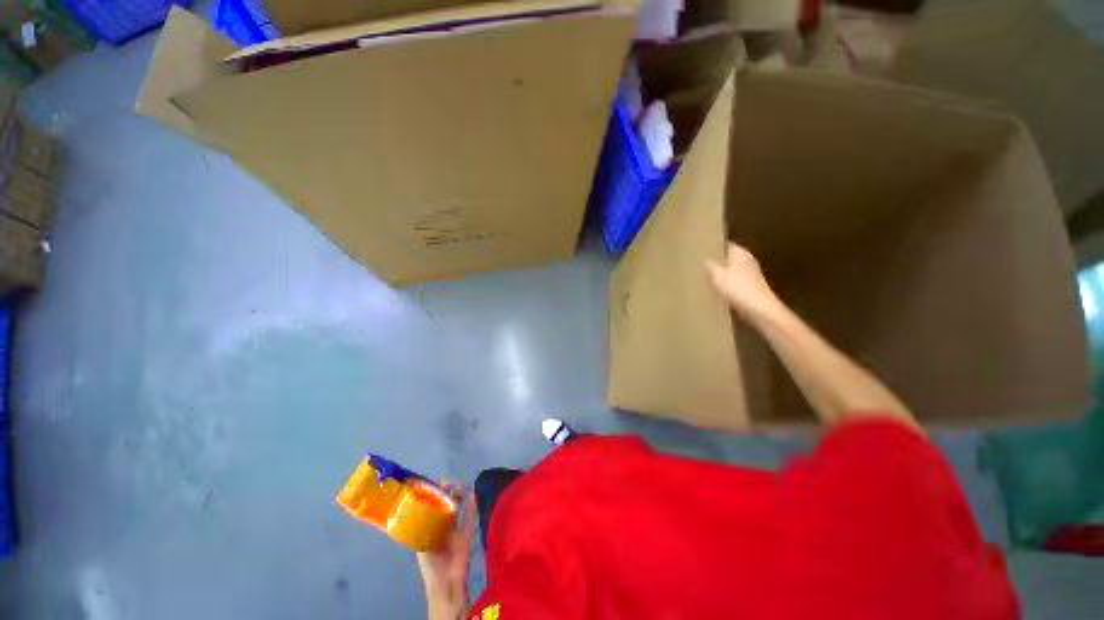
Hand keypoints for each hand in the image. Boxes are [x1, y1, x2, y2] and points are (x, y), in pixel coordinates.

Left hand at [417, 491, 474, 619]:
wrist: (447, 583)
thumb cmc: (431, 566)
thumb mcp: (421, 546)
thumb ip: (422, 529)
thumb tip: (419, 509)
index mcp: (429, 531)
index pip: (431, 510)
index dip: (433, 498)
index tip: (435, 487)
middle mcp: (442, 528)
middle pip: (444, 507)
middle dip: (445, 495)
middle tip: (447, 485)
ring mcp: (456, 530)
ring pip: (457, 509)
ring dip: (458, 498)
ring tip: (459, 487)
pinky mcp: (467, 533)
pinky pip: (470, 516)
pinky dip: (471, 505)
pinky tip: (472, 494)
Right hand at [705, 242, 782, 321]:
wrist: (759, 309)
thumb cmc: (738, 288)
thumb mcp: (717, 275)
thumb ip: (710, 264)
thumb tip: (703, 257)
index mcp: (740, 253)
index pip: (725, 244)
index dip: (713, 246)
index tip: (700, 249)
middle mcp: (747, 261)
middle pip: (728, 257)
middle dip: (716, 260)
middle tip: (698, 263)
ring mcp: (750, 275)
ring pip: (730, 270)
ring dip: (720, 273)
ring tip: (703, 276)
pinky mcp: (750, 287)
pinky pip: (733, 282)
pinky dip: (725, 284)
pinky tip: (714, 289)